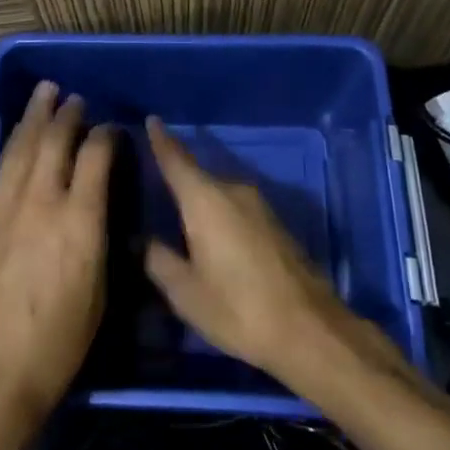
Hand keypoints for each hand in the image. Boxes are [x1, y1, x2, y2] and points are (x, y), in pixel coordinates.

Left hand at [0, 82, 113, 438]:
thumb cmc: (59, 343)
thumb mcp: (99, 290)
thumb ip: (99, 236)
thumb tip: (99, 205)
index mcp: (80, 220)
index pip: (95, 156)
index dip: (105, 136)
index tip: (112, 129)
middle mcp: (43, 202)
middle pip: (55, 141)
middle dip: (68, 114)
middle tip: (76, 98)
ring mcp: (8, 207)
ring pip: (23, 147)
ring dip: (35, 117)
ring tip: (45, 93)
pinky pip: (1, 169)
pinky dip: (13, 145)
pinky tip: (18, 136)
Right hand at [143, 118, 390, 391]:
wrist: (309, 330)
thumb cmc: (238, 307)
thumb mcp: (186, 292)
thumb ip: (158, 260)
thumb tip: (140, 240)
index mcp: (205, 199)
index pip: (176, 159)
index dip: (161, 140)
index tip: (152, 120)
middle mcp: (233, 190)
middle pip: (197, 177)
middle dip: (177, 182)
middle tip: (153, 193)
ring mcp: (259, 206)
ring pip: (218, 195)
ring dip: (200, 204)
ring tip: (180, 223)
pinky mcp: (275, 224)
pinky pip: (236, 209)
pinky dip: (219, 217)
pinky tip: (212, 240)